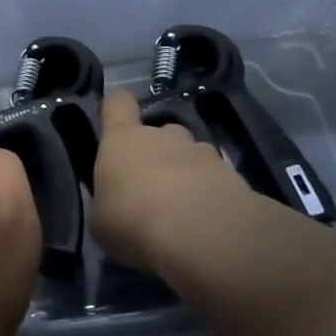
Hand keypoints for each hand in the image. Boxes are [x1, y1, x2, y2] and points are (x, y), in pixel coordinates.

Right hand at [91, 89, 267, 270]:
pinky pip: (218, 181)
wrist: (198, 233)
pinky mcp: (234, 176)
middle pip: (161, 131)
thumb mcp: (101, 220)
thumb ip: (107, 203)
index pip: (118, 103)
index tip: (115, 122)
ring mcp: (202, 153)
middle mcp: (163, 136)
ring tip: (185, 208)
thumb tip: (113, 205)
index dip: (116, 109)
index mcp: (123, 139)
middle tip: (153, 187)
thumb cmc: (132, 219)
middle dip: (159, 152)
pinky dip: (213, 196)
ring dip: (188, 173)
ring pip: (192, 154)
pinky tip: (209, 223)